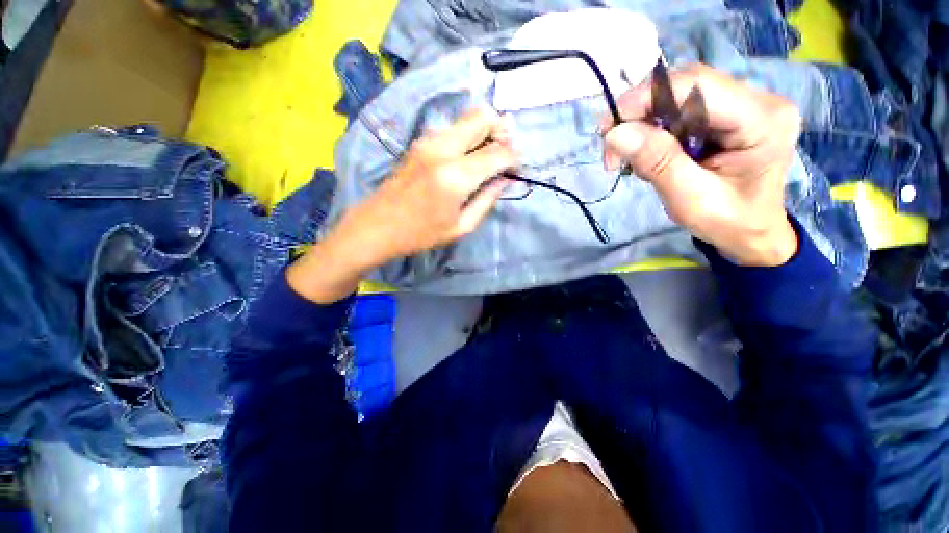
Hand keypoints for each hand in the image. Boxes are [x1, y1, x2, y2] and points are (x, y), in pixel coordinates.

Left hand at [288, 109, 516, 302]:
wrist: (376, 226)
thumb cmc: (420, 234)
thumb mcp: (461, 226)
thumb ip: (487, 200)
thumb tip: (504, 180)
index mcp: (455, 177)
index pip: (497, 153)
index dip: (514, 156)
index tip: (520, 165)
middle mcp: (442, 149)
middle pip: (482, 117)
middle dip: (502, 130)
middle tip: (507, 151)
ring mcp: (428, 141)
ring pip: (467, 117)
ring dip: (485, 130)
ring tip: (489, 154)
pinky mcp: (419, 142)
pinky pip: (453, 128)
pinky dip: (468, 135)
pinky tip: (469, 156)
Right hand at [601, 64, 800, 266]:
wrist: (751, 232)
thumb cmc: (727, 222)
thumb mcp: (689, 200)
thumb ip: (657, 163)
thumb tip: (616, 133)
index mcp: (761, 120)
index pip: (698, 85)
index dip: (647, 97)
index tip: (609, 128)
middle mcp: (759, 100)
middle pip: (687, 85)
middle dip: (640, 112)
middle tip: (613, 147)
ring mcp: (744, 103)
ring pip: (680, 95)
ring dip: (643, 123)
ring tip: (626, 157)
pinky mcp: (729, 113)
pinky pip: (681, 108)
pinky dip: (653, 129)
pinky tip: (645, 151)